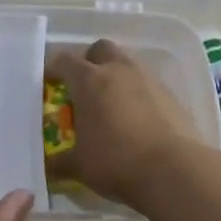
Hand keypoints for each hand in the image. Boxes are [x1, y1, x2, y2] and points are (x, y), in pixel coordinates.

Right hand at [47, 39, 200, 207]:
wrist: (174, 171)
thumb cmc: (116, 162)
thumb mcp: (78, 166)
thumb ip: (58, 162)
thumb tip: (47, 166)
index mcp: (89, 80)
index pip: (64, 61)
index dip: (54, 69)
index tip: (49, 83)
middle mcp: (119, 70)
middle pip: (100, 49)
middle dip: (90, 61)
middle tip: (83, 87)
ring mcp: (149, 79)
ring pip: (128, 63)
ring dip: (116, 76)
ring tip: (111, 104)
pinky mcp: (172, 95)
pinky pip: (148, 85)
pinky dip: (138, 94)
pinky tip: (136, 119)